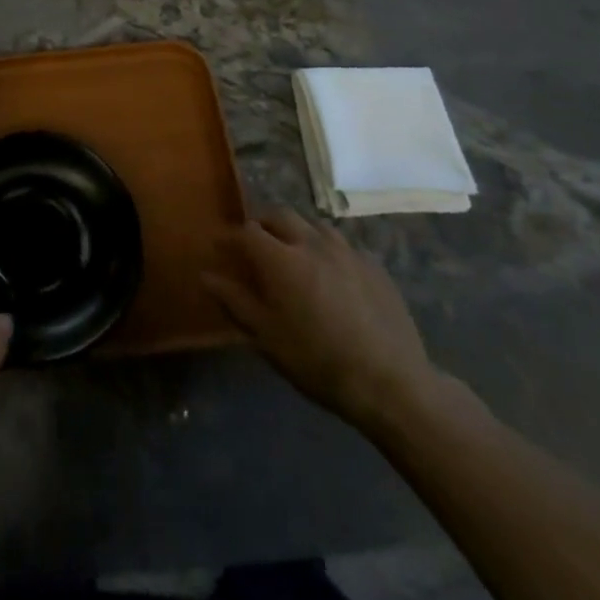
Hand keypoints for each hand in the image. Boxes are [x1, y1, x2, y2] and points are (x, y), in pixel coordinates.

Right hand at [204, 208, 438, 430]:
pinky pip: (342, 244)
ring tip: (292, 252)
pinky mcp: (374, 265)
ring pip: (313, 224)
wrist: (392, 384)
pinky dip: (326, 249)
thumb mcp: (268, 338)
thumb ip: (235, 301)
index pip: (247, 232)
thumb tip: (206, 275)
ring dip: (296, 231)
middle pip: (280, 215)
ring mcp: (347, 251)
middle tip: (254, 242)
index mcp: (282, 259)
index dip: (230, 237)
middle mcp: (312, 243)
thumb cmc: (318, 363)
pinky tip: (330, 272)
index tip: (219, 247)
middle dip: (262, 223)